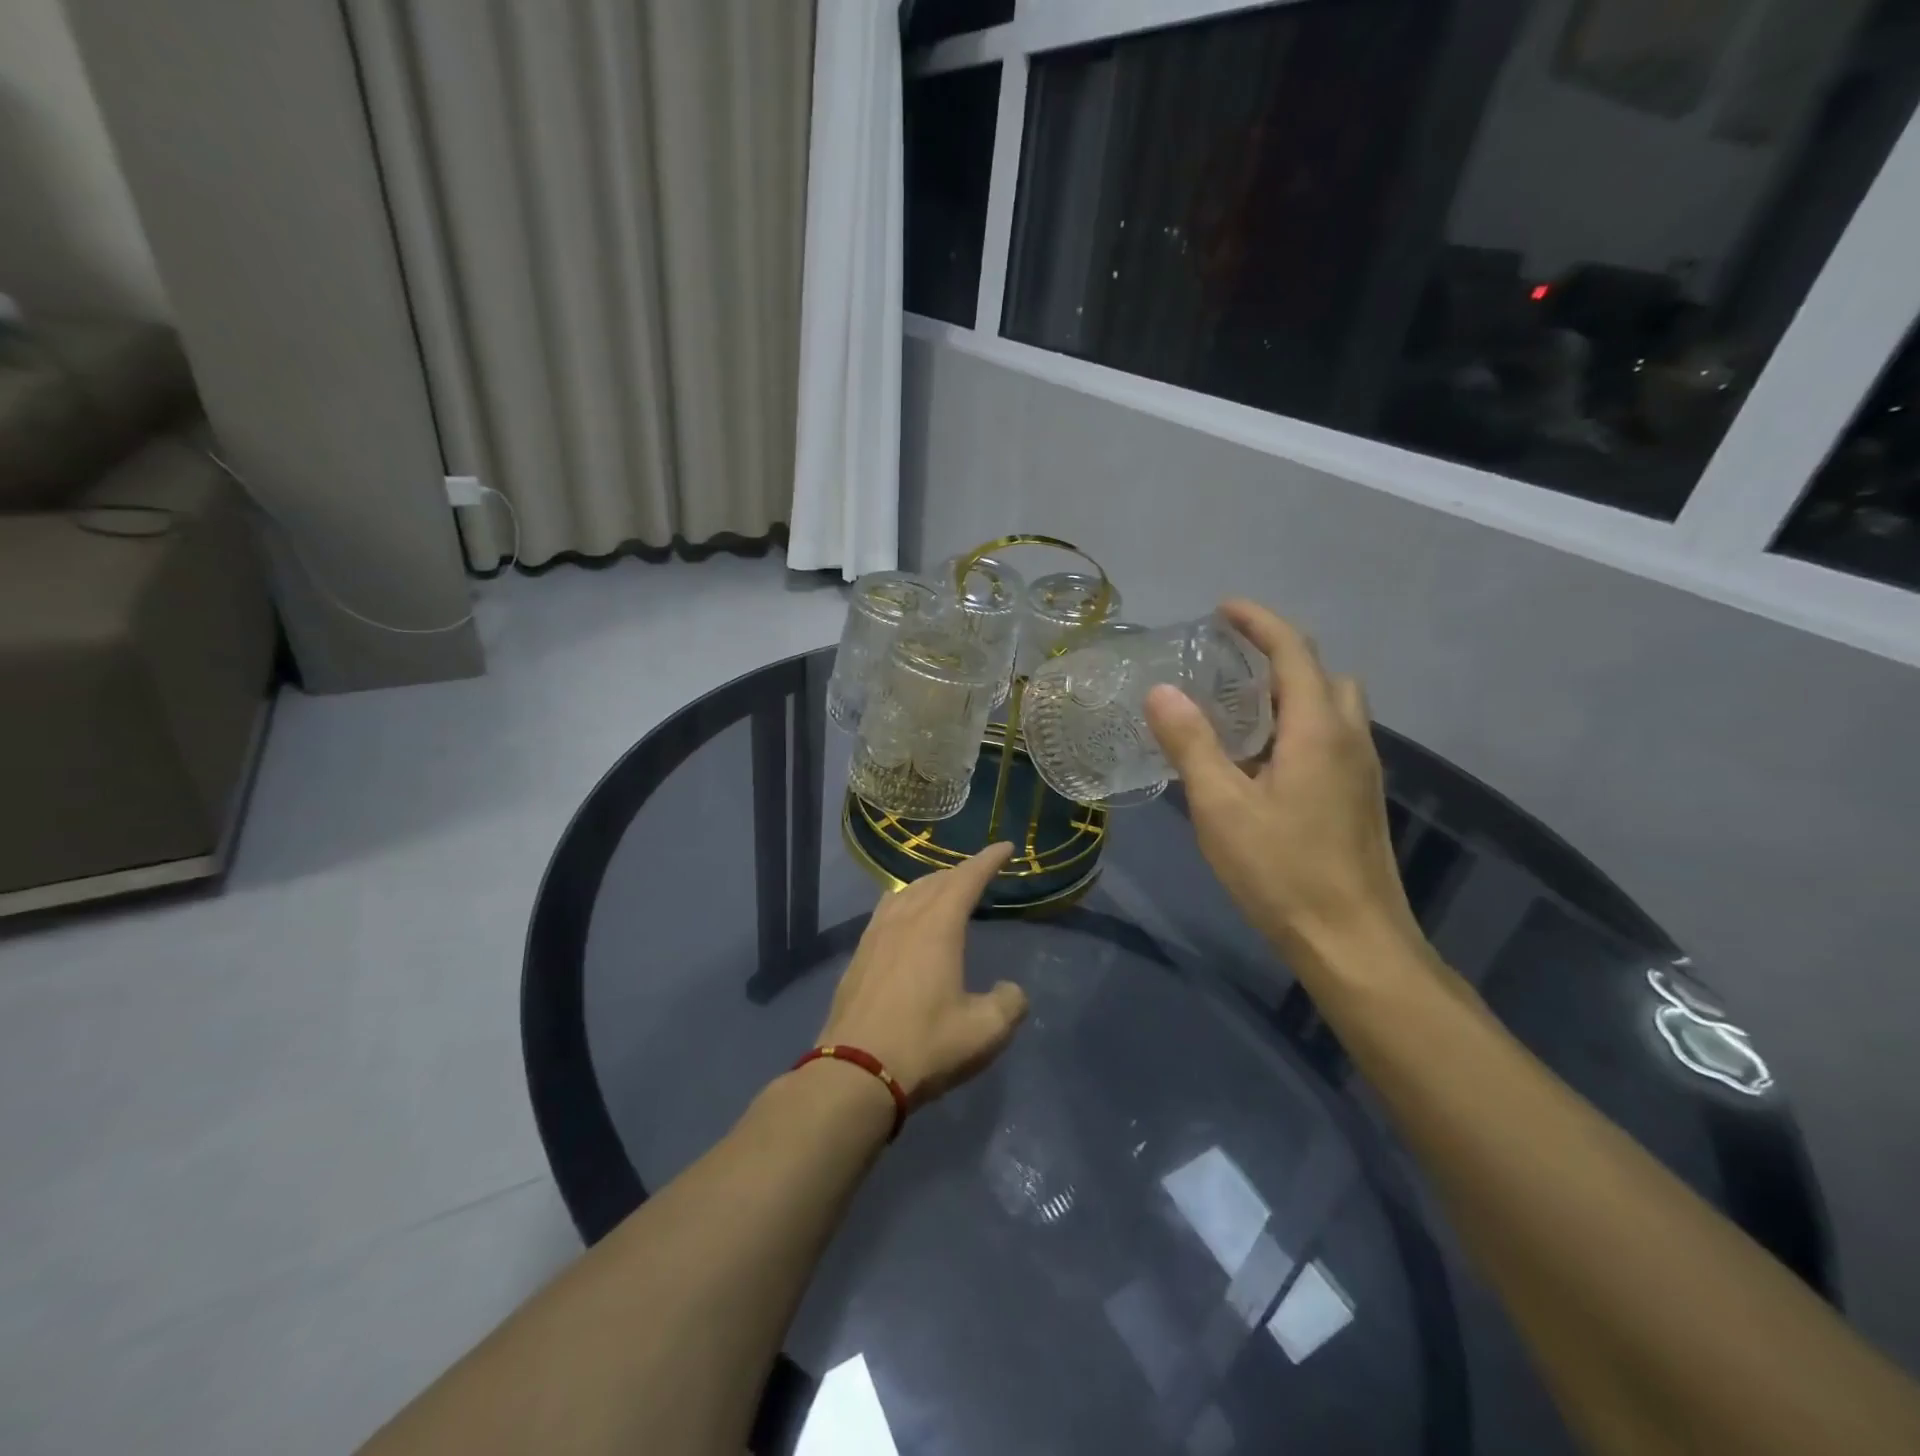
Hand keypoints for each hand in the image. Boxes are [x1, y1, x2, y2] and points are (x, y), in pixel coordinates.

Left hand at [817, 843, 1028, 1106]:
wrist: (854, 1072)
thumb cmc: (925, 1046)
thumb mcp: (984, 1032)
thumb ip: (1008, 1004)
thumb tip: (1010, 991)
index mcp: (937, 927)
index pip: (967, 879)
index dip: (988, 860)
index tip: (1005, 847)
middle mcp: (905, 920)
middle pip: (935, 881)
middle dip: (961, 871)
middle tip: (979, 873)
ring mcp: (876, 935)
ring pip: (906, 892)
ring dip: (930, 884)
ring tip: (944, 889)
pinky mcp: (859, 955)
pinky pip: (887, 910)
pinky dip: (905, 902)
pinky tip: (904, 918)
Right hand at [1145, 600, 1423, 977]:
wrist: (1354, 942)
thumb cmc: (1282, 871)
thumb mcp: (1221, 807)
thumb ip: (1191, 744)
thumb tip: (1161, 691)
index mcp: (1318, 729)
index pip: (1294, 651)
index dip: (1259, 621)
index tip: (1222, 608)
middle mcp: (1350, 738)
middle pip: (1321, 674)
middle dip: (1278, 654)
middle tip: (1228, 662)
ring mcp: (1362, 770)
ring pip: (1331, 707)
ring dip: (1290, 692)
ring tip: (1238, 708)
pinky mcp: (1359, 798)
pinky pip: (1332, 738)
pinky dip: (1298, 724)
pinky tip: (1260, 761)